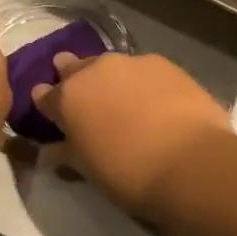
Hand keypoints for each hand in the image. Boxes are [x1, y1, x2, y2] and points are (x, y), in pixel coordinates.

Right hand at [32, 52, 230, 215]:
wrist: (191, 162)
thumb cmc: (128, 173)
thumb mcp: (89, 170)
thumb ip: (66, 154)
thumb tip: (49, 152)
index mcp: (69, 97)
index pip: (45, 95)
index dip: (46, 102)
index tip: (48, 109)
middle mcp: (96, 70)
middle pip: (76, 68)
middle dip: (74, 77)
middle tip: (83, 94)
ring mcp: (132, 62)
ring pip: (112, 66)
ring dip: (111, 79)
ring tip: (123, 98)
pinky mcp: (166, 64)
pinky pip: (144, 70)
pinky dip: (143, 82)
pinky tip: (155, 99)